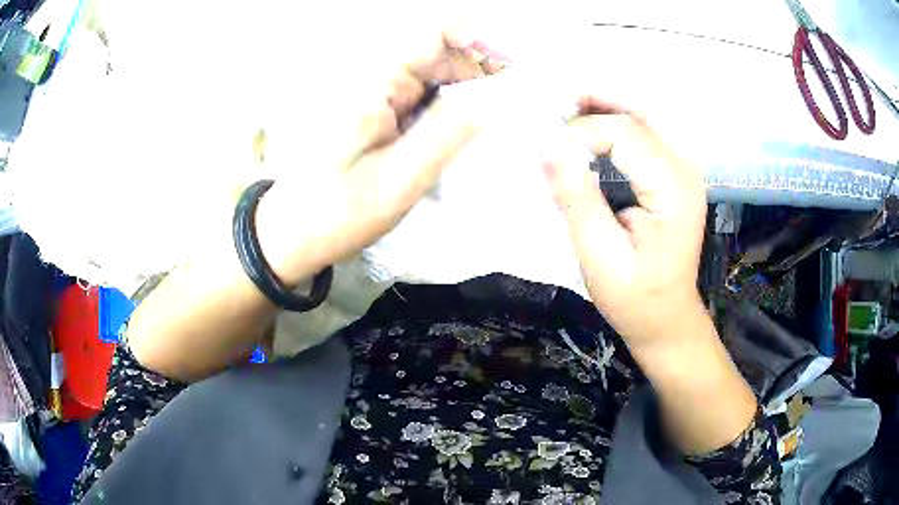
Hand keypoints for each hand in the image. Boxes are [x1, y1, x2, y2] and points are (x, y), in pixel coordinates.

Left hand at [253, 25, 493, 285]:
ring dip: (471, 95)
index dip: (482, 40)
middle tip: (515, 111)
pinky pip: (426, 98)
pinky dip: (451, 111)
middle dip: (484, 73)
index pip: (438, 33)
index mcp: (377, 82)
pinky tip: (465, 136)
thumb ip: (448, 133)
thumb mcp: (398, 180)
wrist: (292, 234)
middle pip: (444, 53)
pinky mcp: (380, 112)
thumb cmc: (337, 213)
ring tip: (496, 128)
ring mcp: (378, 94)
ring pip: (439, 77)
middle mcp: (377, 77)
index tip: (515, 69)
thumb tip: (497, 96)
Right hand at [544, 97, 708, 347]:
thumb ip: (578, 200)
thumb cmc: (634, 298)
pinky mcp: (675, 177)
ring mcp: (684, 172)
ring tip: (566, 106)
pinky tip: (591, 126)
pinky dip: (616, 125)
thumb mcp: (600, 258)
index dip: (584, 131)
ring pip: (644, 120)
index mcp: (673, 191)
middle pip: (639, 116)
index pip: (627, 134)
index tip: (549, 150)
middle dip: (595, 104)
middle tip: (554, 102)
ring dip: (605, 109)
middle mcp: (685, 172)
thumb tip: (549, 150)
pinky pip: (646, 136)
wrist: (666, 319)